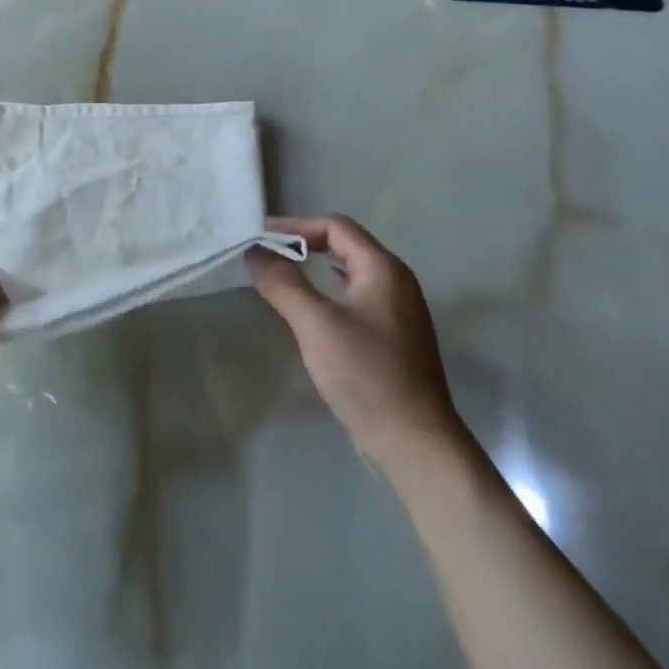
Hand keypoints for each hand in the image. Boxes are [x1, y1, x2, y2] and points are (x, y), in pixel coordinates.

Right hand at [251, 215, 462, 473]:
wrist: (415, 442)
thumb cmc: (366, 374)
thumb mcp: (315, 323)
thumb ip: (282, 282)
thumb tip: (254, 251)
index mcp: (383, 269)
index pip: (335, 226)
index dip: (295, 226)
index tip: (261, 236)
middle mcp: (396, 281)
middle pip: (344, 245)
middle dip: (303, 244)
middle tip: (266, 254)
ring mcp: (398, 311)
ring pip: (350, 272)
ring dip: (314, 268)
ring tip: (281, 276)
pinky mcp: (394, 337)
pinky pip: (355, 297)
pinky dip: (328, 292)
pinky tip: (312, 309)